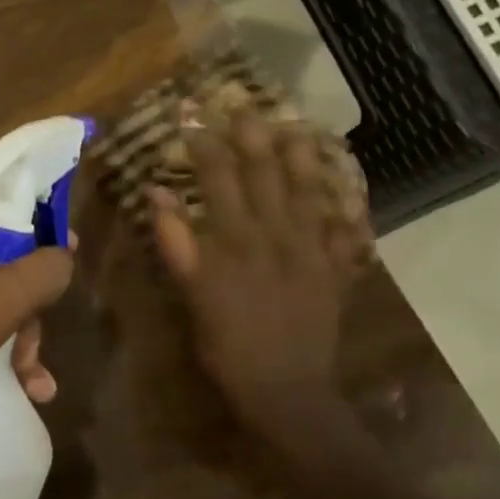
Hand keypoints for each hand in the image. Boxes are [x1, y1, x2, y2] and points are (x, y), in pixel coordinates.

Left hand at [0, 200, 73, 410]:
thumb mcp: (2, 298)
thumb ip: (45, 270)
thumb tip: (64, 254)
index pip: (10, 215)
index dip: (43, 244)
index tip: (63, 276)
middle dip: (24, 312)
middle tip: (33, 353)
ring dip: (10, 338)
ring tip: (30, 383)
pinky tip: (8, 384)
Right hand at [150, 113, 362, 438]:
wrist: (287, 390)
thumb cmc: (228, 345)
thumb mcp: (193, 295)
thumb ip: (176, 242)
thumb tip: (157, 193)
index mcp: (237, 240)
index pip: (220, 181)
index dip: (207, 148)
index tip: (195, 121)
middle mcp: (276, 235)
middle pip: (265, 177)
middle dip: (254, 139)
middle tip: (247, 108)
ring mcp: (310, 251)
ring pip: (306, 193)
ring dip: (301, 160)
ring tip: (296, 129)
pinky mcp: (332, 271)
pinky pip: (341, 230)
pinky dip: (342, 207)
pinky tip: (342, 189)